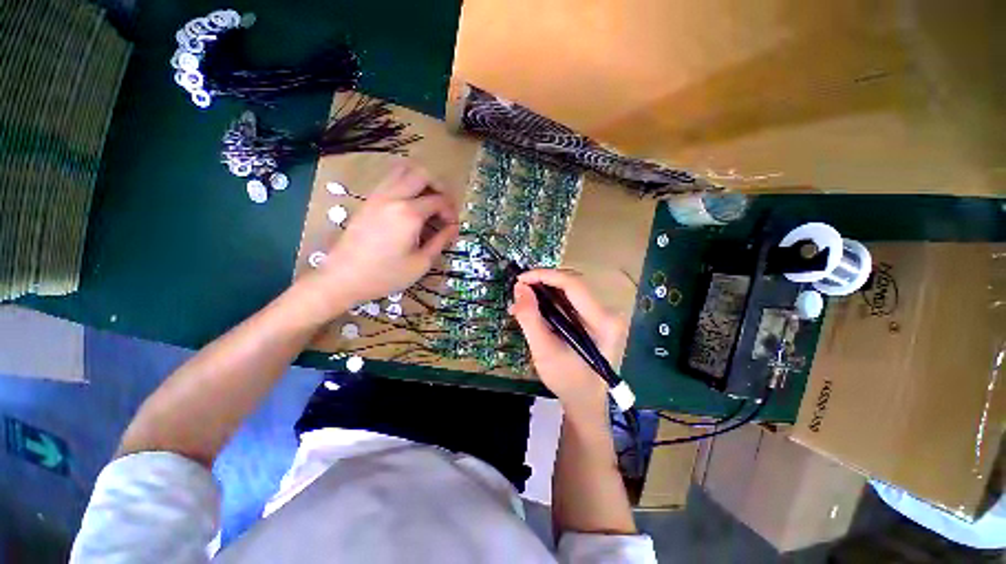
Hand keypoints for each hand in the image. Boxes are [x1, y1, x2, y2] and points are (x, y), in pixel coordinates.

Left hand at [314, 162, 458, 307]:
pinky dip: (405, 184)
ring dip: (420, 181)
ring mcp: (377, 196)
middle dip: (439, 187)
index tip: (453, 226)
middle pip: (422, 174)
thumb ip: (440, 241)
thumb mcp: (421, 263)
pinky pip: (390, 180)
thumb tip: (454, 228)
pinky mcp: (368, 200)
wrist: (343, 277)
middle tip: (444, 206)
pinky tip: (409, 206)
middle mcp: (393, 197)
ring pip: (403, 170)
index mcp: (409, 213)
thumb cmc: (386, 275)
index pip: (439, 200)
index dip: (451, 211)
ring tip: (428, 202)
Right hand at [510, 269, 627, 417]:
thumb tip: (519, 288)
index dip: (545, 276)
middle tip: (518, 292)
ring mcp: (603, 315)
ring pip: (569, 292)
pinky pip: (570, 302)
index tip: (520, 279)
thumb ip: (530, 318)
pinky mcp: (594, 319)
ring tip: (522, 302)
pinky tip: (534, 310)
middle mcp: (608, 312)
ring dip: (543, 293)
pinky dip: (550, 303)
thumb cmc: (567, 381)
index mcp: (604, 320)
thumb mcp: (544, 350)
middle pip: (572, 285)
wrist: (585, 403)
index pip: (573, 285)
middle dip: (542, 284)